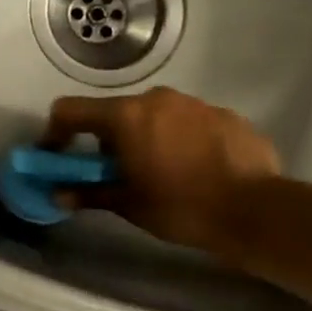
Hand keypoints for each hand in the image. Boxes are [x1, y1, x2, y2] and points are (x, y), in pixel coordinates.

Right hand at [41, 86, 279, 257]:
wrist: (255, 211)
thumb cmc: (180, 207)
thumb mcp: (128, 204)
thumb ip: (88, 193)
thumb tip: (59, 195)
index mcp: (125, 116)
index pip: (71, 110)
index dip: (56, 131)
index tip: (58, 154)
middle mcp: (156, 99)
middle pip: (115, 112)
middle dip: (108, 139)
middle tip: (116, 172)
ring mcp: (194, 103)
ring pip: (155, 115)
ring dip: (146, 137)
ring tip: (161, 172)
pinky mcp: (225, 115)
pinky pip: (189, 123)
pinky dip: (181, 140)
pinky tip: (196, 170)